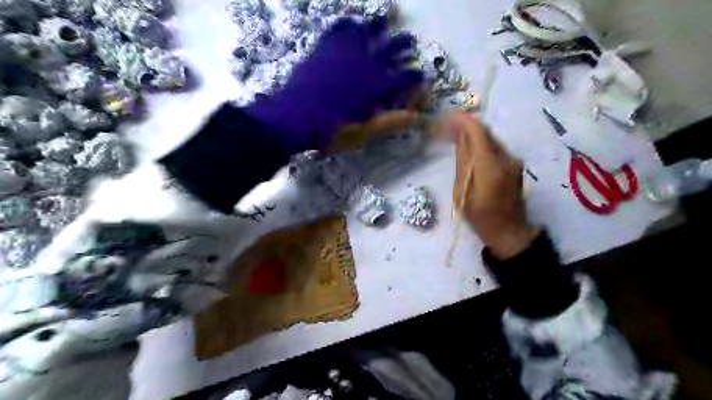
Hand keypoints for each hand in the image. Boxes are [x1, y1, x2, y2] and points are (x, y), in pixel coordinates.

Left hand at [249, 16, 421, 152]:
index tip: (421, 72)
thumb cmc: (332, 131)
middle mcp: (366, 65)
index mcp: (377, 87)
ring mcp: (345, 53)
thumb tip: (414, 117)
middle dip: (403, 44)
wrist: (296, 117)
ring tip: (385, 19)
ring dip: (378, 26)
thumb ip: (388, 122)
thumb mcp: (363, 132)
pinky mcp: (325, 49)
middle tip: (410, 39)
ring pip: (367, 33)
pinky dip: (346, 25)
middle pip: (390, 49)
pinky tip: (351, 21)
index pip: (404, 78)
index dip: (414, 75)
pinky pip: (338, 30)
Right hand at [447, 110, 536, 259]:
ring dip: (475, 134)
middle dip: (468, 125)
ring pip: (492, 140)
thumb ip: (463, 161)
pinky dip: (482, 145)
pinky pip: (496, 149)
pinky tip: (471, 148)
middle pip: (486, 133)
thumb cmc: (479, 215)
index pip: (478, 133)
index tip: (450, 114)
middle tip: (450, 124)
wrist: (507, 230)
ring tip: (457, 134)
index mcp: (490, 165)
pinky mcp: (514, 166)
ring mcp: (513, 162)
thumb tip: (460, 138)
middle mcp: (506, 158)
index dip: (464, 121)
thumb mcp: (462, 190)